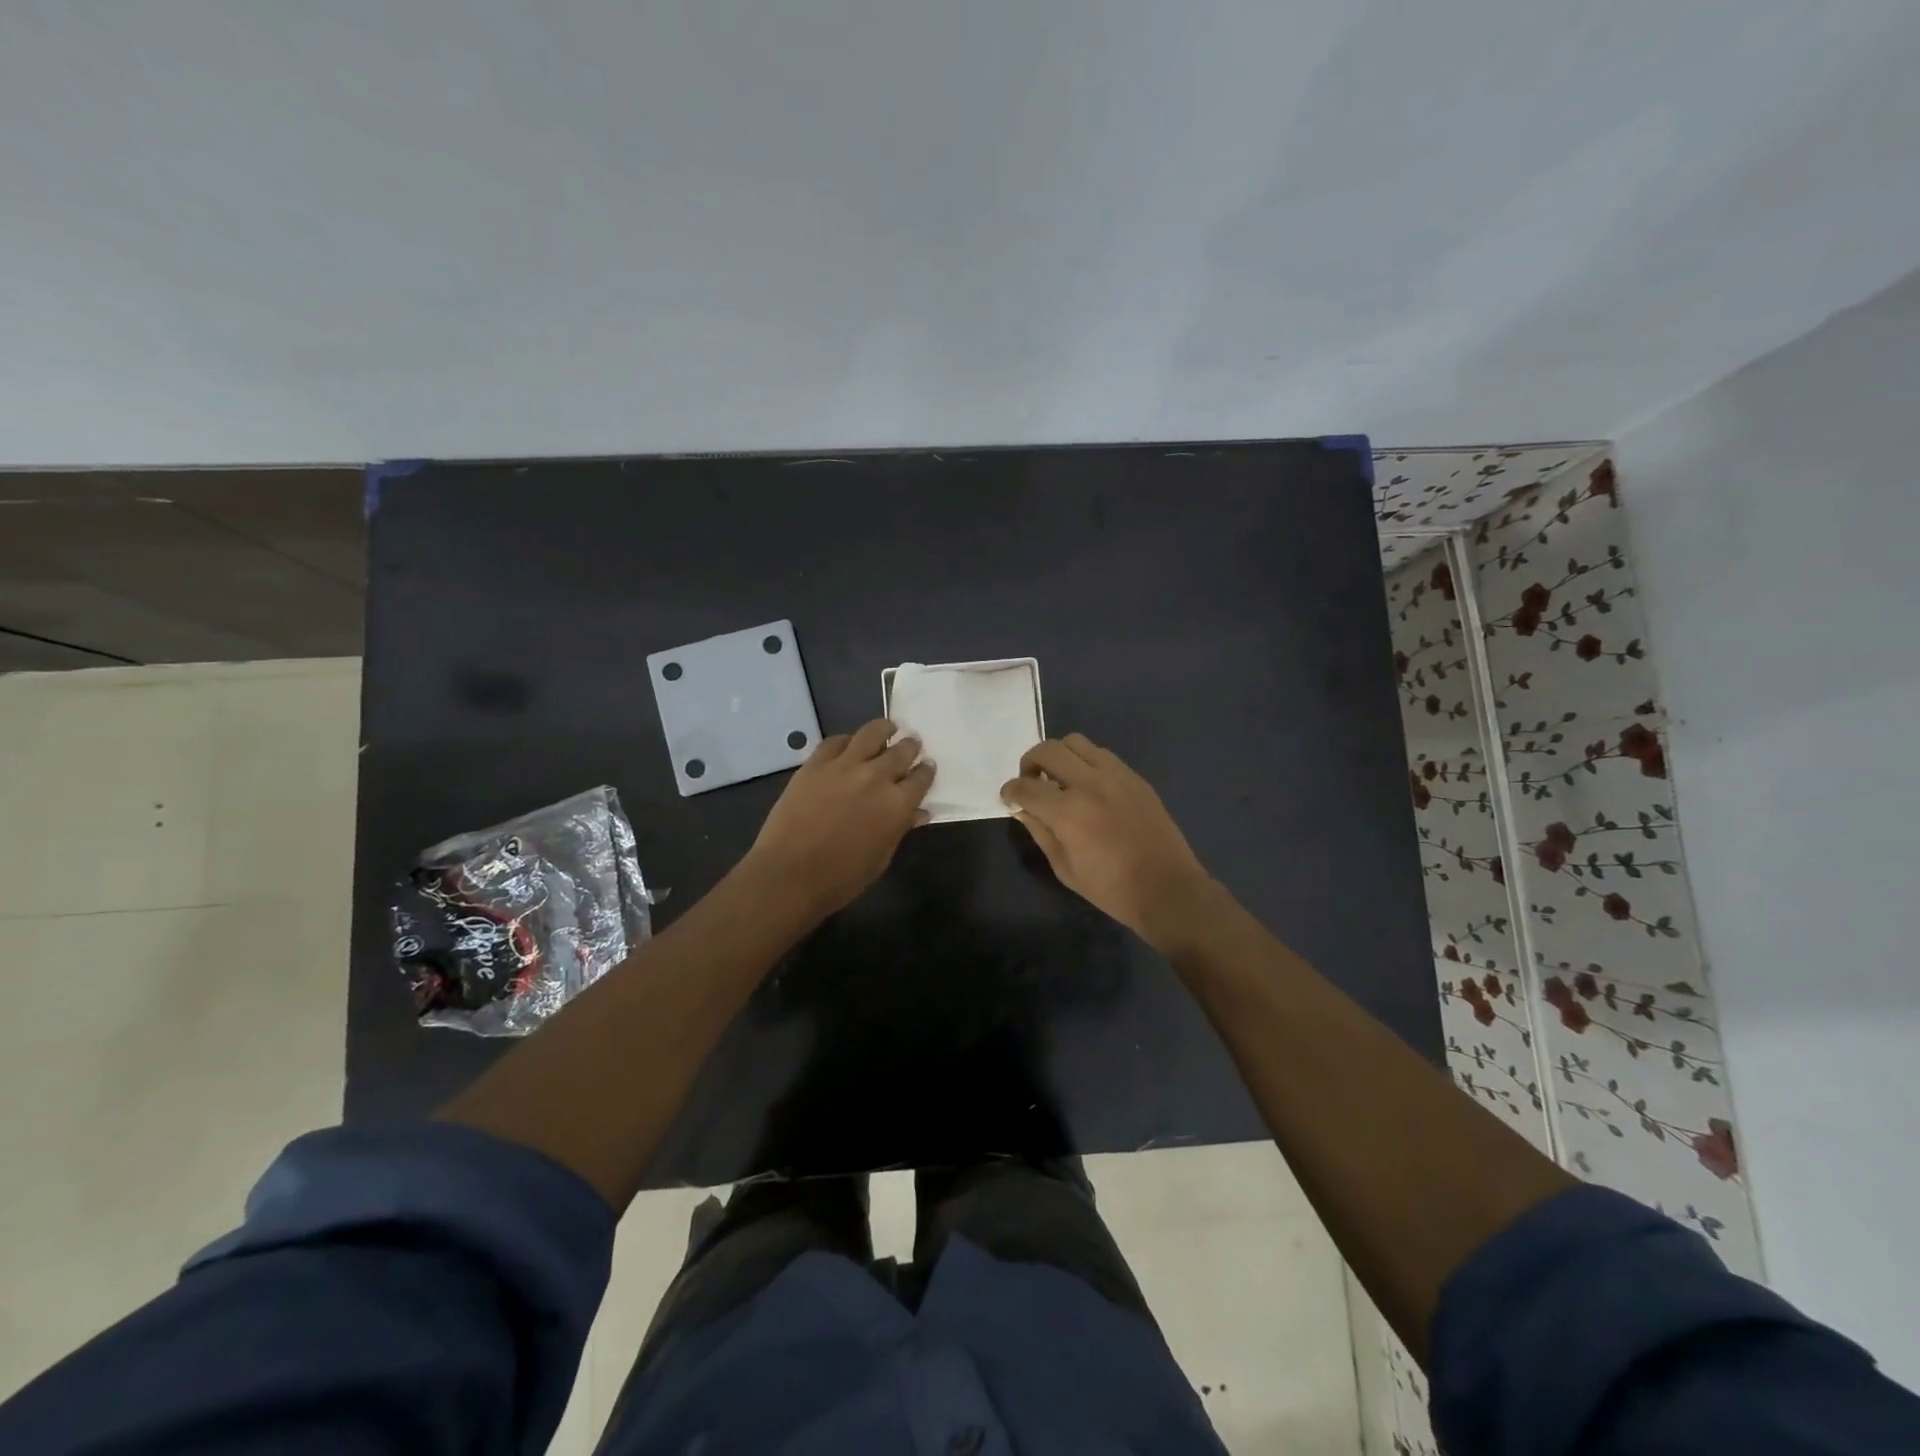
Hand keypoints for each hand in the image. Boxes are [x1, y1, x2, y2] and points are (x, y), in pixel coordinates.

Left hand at [745, 718, 934, 915]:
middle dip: (910, 746)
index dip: (926, 771)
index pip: (921, 778)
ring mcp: (844, 766)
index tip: (927, 765)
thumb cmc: (841, 877)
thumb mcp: (881, 858)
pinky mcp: (815, 763)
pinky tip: (850, 743)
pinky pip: (835, 741)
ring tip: (888, 728)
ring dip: (885, 729)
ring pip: (871, 734)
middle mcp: (876, 777)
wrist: (789, 873)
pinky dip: (848, 740)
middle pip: (901, 751)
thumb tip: (918, 813)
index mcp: (897, 804)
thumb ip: (901, 829)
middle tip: (912, 743)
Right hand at [1001, 733, 1215, 949]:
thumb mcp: (1064, 868)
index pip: (1025, 787)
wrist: (1167, 888)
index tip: (1008, 797)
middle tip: (1031, 782)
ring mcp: (1115, 775)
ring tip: (1060, 779)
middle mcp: (1089, 783)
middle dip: (1029, 762)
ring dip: (1059, 756)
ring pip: (1076, 742)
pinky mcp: (1135, 777)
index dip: (1010, 791)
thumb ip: (1040, 832)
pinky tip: (1088, 786)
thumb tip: (1022, 809)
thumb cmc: (1111, 889)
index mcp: (1068, 811)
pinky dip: (1086, 762)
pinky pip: (1102, 755)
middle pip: (1047, 750)